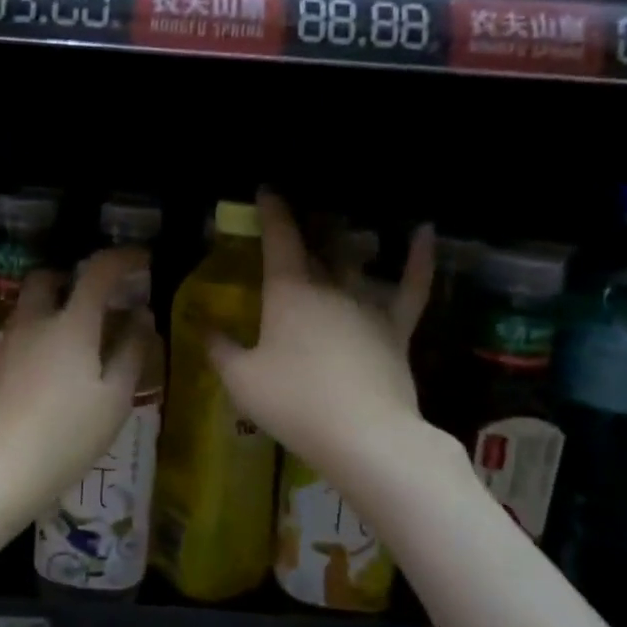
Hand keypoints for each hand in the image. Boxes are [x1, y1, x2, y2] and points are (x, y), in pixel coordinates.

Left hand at [0, 247, 148, 529]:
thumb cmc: (66, 435)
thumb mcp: (114, 399)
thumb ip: (132, 352)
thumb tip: (142, 317)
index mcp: (71, 323)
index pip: (98, 271)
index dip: (123, 258)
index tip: (143, 260)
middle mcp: (35, 321)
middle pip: (48, 277)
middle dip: (75, 276)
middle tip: (101, 297)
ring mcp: (10, 343)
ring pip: (31, 304)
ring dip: (57, 304)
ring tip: (86, 335)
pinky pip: (24, 331)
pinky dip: (44, 330)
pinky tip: (60, 365)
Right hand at [209, 191, 436, 481]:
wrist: (364, 436)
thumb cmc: (294, 403)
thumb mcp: (240, 380)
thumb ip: (219, 349)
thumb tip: (202, 326)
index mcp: (288, 291)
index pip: (279, 238)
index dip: (272, 211)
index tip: (267, 190)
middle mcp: (328, 286)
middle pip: (317, 245)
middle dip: (306, 224)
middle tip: (300, 213)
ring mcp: (366, 304)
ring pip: (356, 259)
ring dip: (347, 239)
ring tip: (342, 224)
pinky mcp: (397, 327)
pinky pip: (411, 285)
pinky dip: (419, 257)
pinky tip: (424, 230)